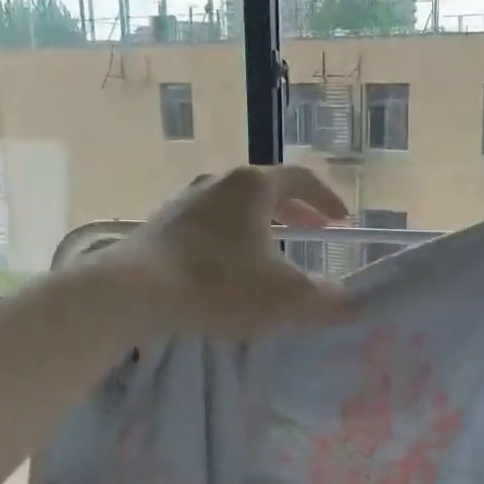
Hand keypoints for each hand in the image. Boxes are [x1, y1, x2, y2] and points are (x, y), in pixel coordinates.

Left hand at [105, 165, 353, 338]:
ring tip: (272, 251)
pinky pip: (208, 227)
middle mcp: (217, 184)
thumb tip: (350, 304)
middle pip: (266, 190)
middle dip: (295, 212)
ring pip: (234, 208)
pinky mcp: (160, 228)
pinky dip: (230, 240)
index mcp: (253, 186)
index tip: (342, 221)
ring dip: (260, 226)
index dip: (327, 199)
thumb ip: (326, 300)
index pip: (301, 179)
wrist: (134, 293)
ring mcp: (184, 203)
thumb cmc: (219, 283)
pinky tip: (229, 269)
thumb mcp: (286, 296)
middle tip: (313, 232)